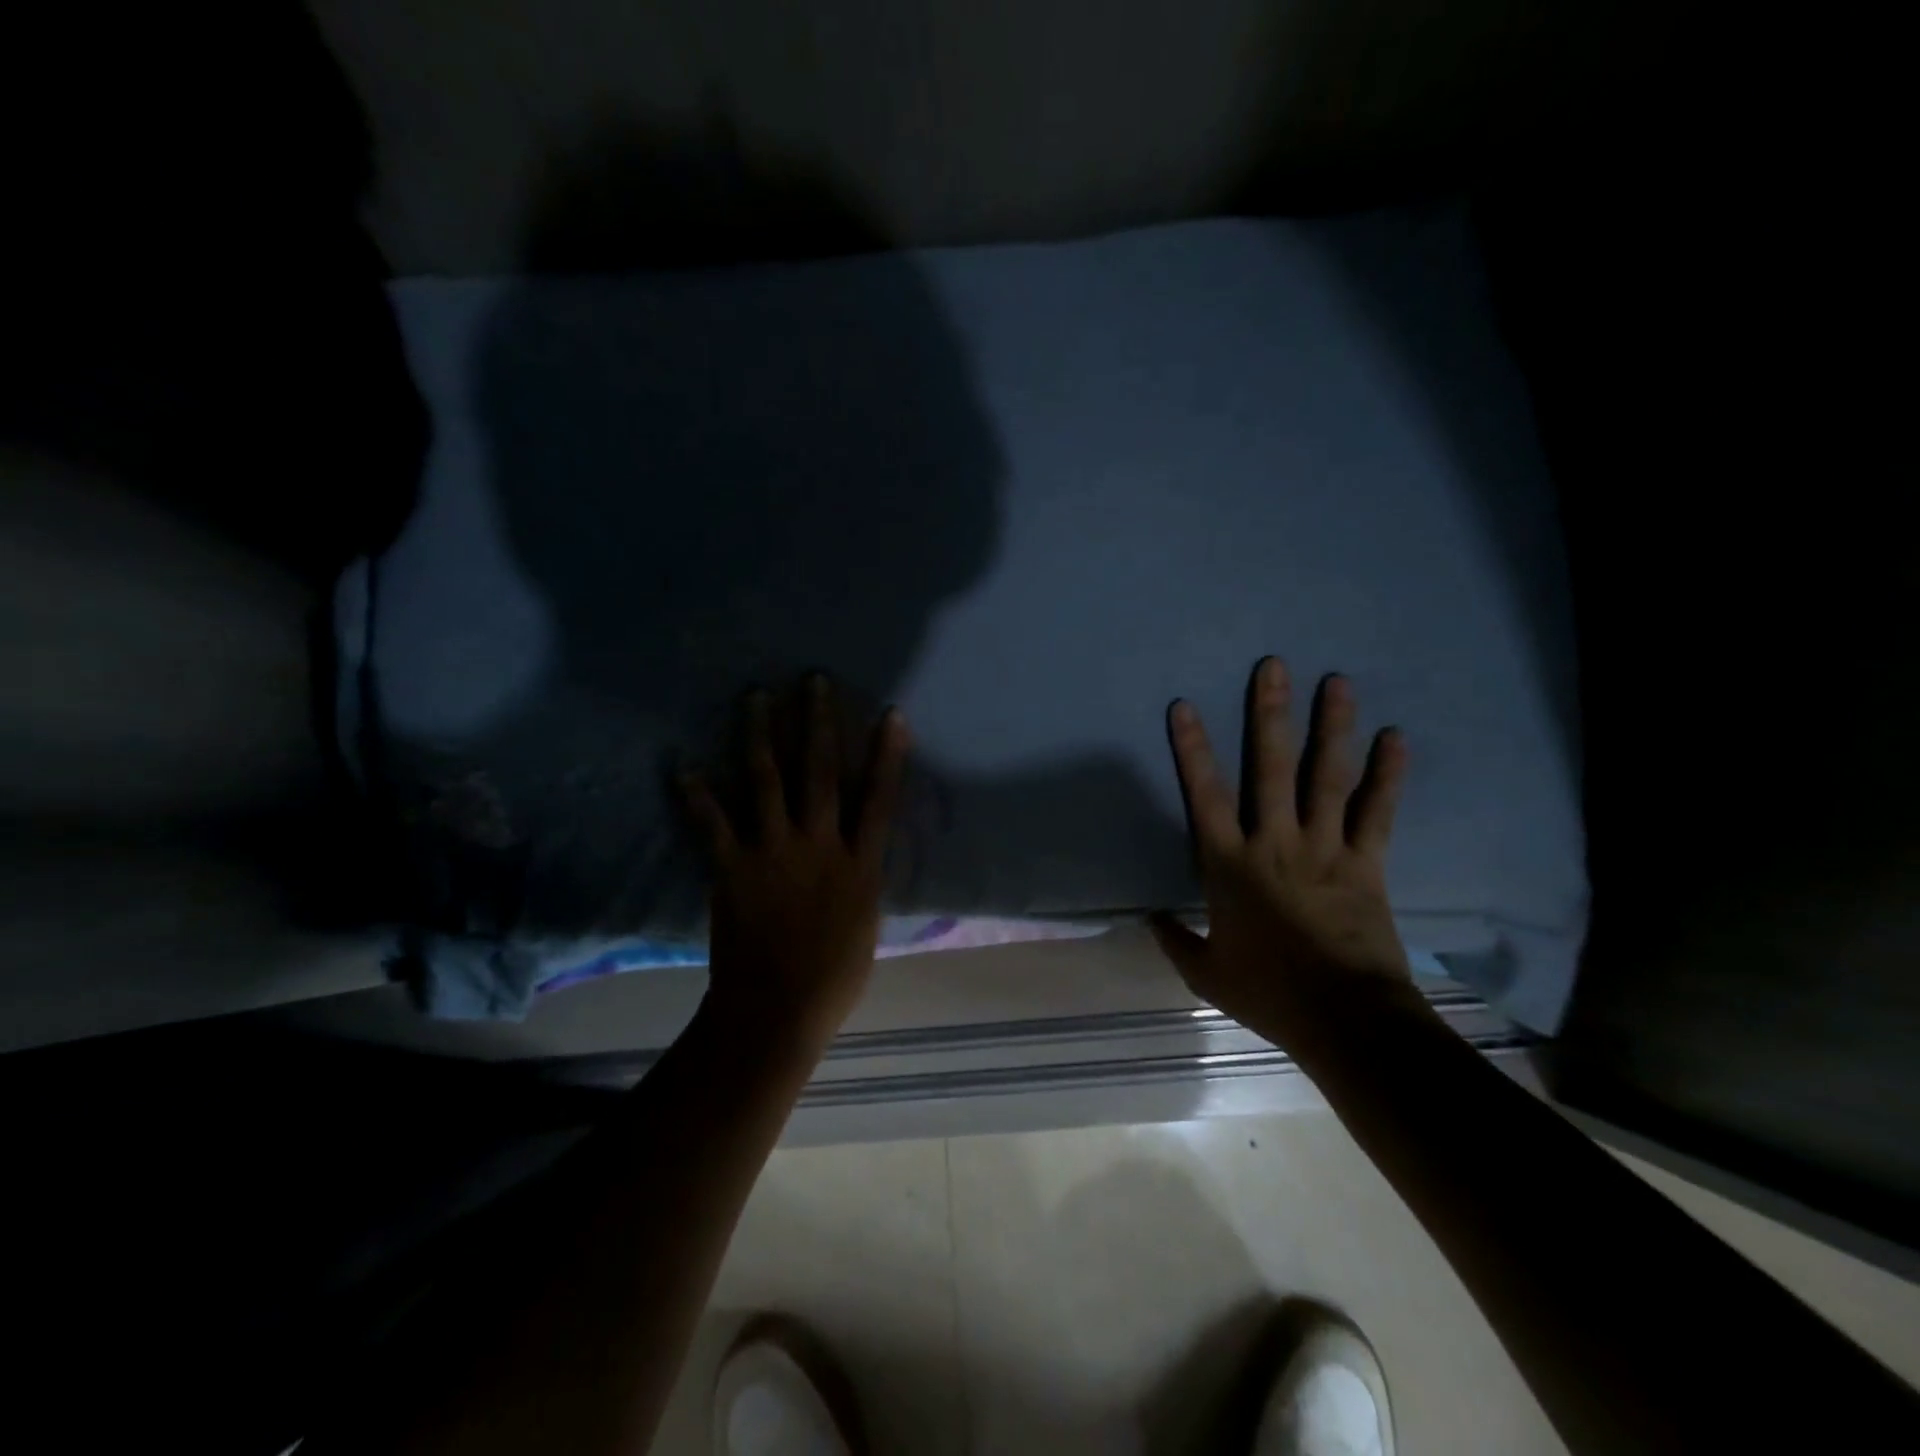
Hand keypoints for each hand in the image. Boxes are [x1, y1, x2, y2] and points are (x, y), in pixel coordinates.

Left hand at [681, 677, 908, 1057]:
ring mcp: (775, 853)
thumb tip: (861, 857)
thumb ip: (863, 881)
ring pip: (768, 781)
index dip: (888, 754)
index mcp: (859, 864)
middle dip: (819, 723)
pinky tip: (683, 765)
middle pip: (822, 772)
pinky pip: (713, 823)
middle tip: (813, 682)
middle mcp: (820, 845)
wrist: (778, 1008)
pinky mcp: (734, 867)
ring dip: (761, 736)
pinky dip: (696, 794)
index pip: (879, 798)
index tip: (891, 714)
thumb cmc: (834, 976)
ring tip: (755, 697)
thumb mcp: (867, 924)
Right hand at [1151, 658, 1430, 1051]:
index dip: (1192, 748)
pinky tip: (1396, 738)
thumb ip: (1175, 940)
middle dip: (1270, 714)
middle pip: (1270, 768)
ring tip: (1337, 682)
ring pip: (1326, 777)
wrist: (1345, 1019)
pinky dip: (1388, 775)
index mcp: (1229, 864)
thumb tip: (1150, 918)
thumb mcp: (1206, 974)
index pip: (1204, 795)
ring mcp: (1324, 848)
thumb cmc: (1268, 992)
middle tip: (1274, 666)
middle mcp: (1274, 842)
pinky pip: (1378, 812)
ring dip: (1332, 727)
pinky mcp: (1366, 863)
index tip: (1184, 706)